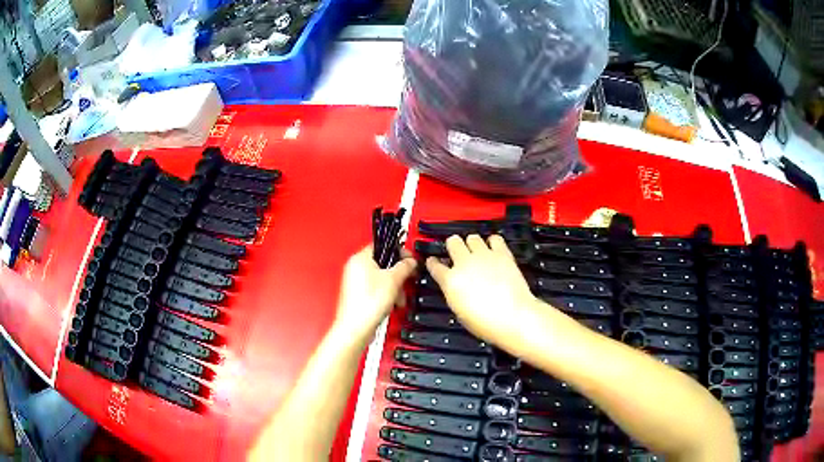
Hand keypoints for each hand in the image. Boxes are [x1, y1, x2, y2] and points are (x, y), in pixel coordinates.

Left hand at [334, 245, 416, 340]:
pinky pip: (376, 289)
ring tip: (400, 296)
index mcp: (360, 258)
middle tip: (407, 278)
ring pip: (381, 277)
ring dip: (394, 286)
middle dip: (398, 273)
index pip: (381, 245)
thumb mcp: (393, 280)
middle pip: (382, 263)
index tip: (409, 258)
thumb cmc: (367, 304)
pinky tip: (393, 303)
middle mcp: (355, 268)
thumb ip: (404, 267)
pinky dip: (387, 294)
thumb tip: (410, 261)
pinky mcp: (358, 295)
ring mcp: (355, 282)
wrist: (357, 327)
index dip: (398, 251)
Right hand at [426, 235, 543, 342]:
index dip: (433, 263)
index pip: (435, 265)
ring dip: (472, 243)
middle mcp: (464, 263)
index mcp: (450, 280)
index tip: (434, 262)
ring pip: (472, 237)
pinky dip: (493, 242)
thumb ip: (454, 293)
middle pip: (453, 242)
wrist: (513, 317)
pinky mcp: (502, 254)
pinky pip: (495, 239)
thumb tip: (455, 287)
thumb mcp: (460, 312)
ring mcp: (484, 256)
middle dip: (453, 245)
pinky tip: (493, 248)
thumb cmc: (486, 322)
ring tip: (476, 250)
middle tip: (457, 251)